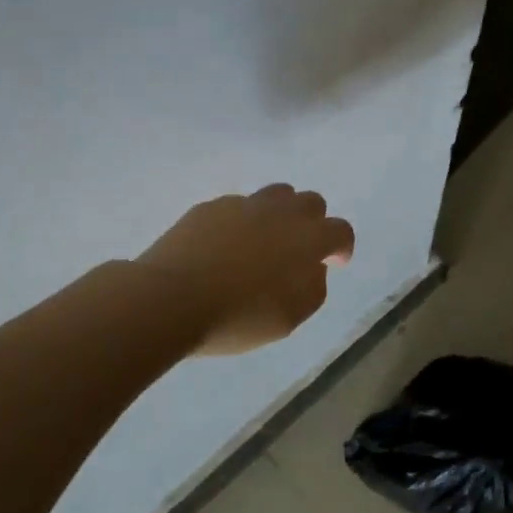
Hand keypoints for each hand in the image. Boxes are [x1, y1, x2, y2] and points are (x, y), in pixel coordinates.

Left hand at [138, 184, 355, 355]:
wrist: (170, 300)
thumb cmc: (237, 317)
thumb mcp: (289, 318)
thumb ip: (313, 288)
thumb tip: (314, 267)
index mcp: (306, 239)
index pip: (340, 230)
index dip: (342, 246)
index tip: (335, 263)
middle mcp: (280, 212)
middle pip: (311, 202)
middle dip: (314, 223)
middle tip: (300, 250)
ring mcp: (243, 205)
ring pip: (276, 195)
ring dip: (281, 215)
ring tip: (265, 242)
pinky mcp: (210, 207)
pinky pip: (238, 206)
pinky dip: (242, 222)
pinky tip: (226, 248)